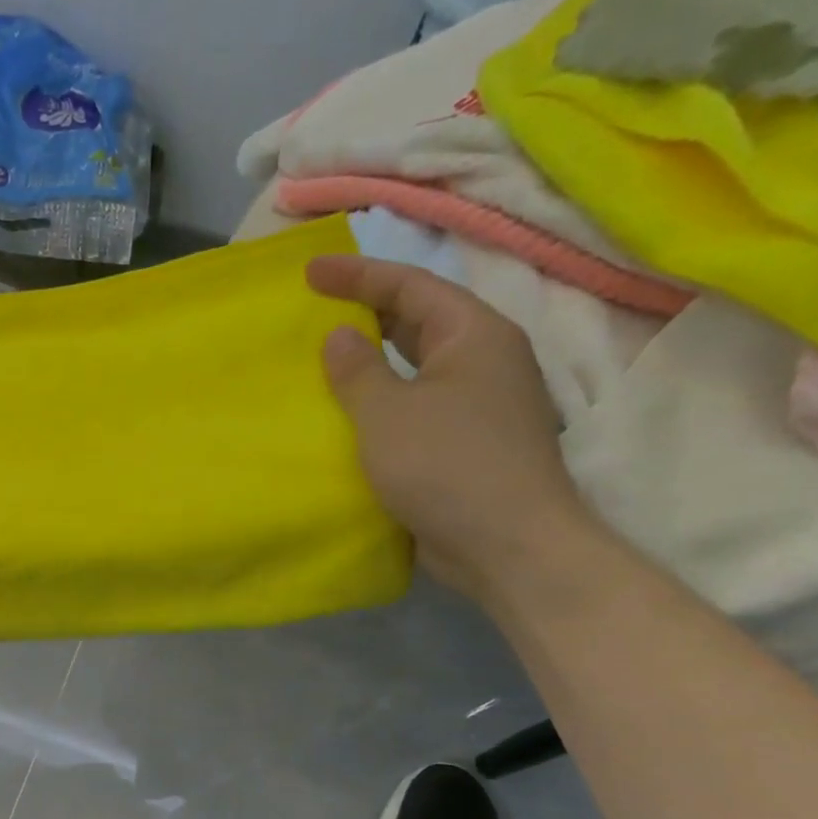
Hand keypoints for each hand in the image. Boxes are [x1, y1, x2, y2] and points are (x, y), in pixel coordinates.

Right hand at [309, 255, 590, 601]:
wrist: (508, 546)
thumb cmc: (447, 466)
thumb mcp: (389, 413)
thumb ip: (357, 369)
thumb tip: (340, 335)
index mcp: (474, 336)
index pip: (411, 285)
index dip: (358, 274)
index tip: (309, 272)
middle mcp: (482, 361)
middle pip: (418, 320)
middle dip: (366, 311)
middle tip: (314, 310)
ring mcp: (477, 405)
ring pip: (415, 366)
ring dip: (371, 361)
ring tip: (322, 358)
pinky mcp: (465, 444)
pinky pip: (414, 406)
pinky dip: (379, 402)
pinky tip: (347, 415)